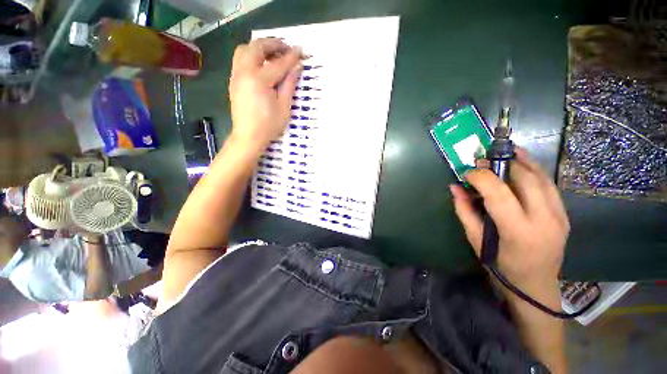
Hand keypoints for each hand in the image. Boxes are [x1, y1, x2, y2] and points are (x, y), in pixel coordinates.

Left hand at [229, 38, 303, 150]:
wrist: (248, 136)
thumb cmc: (269, 125)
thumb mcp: (284, 107)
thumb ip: (289, 84)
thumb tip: (297, 67)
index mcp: (259, 80)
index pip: (278, 63)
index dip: (291, 57)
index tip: (301, 51)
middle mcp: (244, 72)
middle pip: (257, 47)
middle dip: (273, 44)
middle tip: (286, 49)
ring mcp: (236, 75)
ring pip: (245, 49)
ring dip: (260, 47)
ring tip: (273, 55)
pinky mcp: (234, 80)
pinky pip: (240, 59)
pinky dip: (252, 55)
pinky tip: (262, 65)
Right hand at [450, 148, 568, 297]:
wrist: (536, 286)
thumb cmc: (501, 266)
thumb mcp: (476, 240)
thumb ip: (464, 211)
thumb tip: (454, 187)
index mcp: (518, 231)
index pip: (499, 193)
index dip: (482, 177)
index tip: (468, 172)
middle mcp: (544, 220)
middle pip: (525, 179)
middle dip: (502, 163)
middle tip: (484, 160)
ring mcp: (559, 216)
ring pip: (542, 178)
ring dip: (522, 161)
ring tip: (505, 152)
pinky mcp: (564, 214)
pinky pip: (550, 185)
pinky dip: (535, 170)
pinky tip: (523, 164)